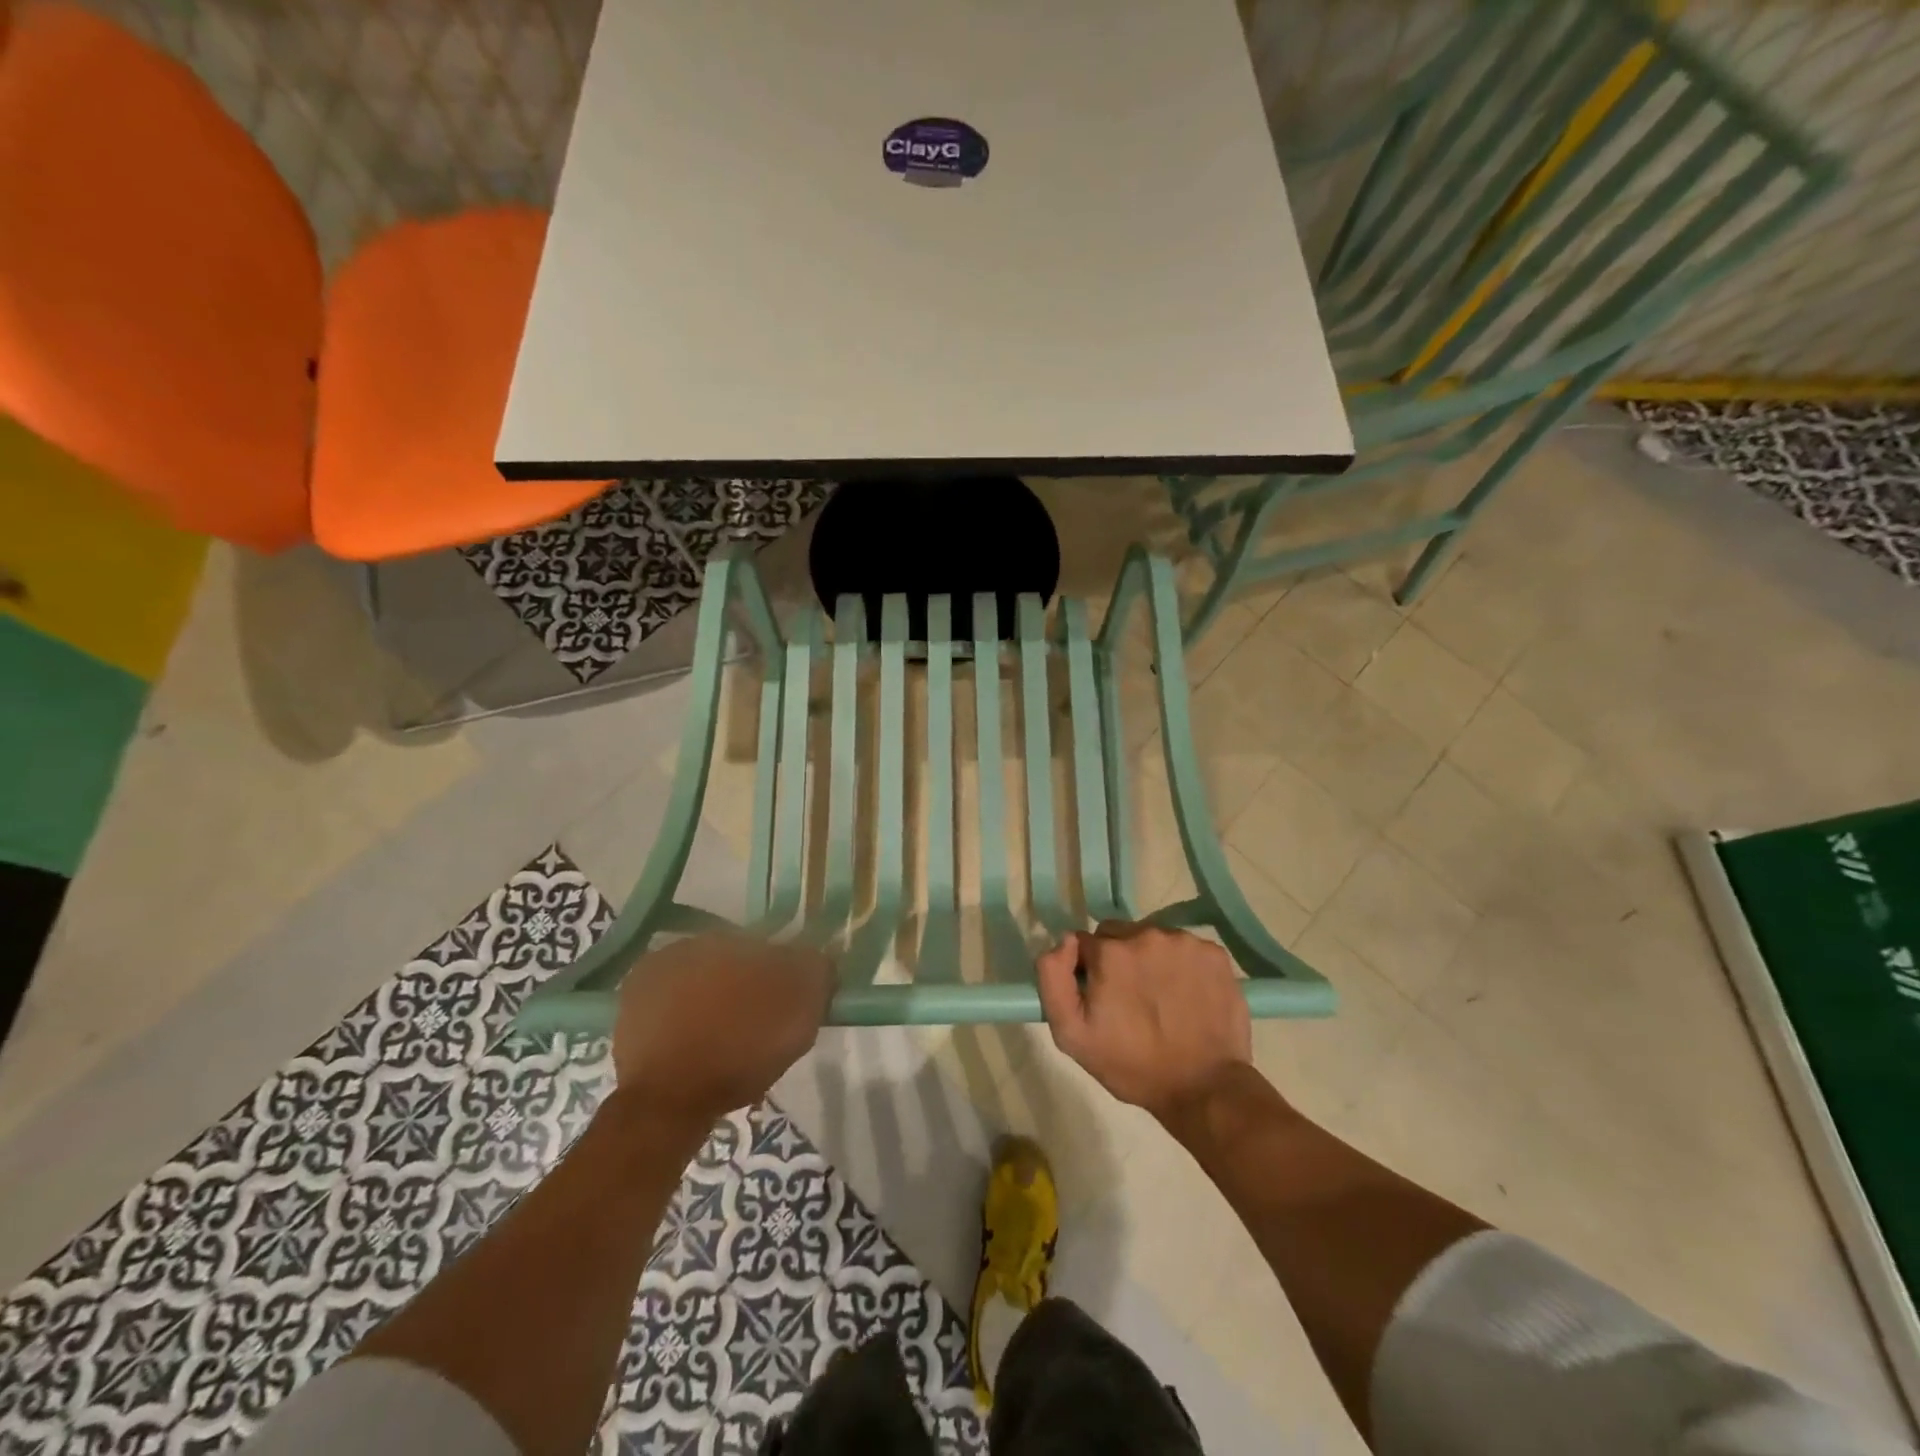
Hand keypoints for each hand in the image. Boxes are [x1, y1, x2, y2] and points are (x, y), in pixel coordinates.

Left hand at [610, 934, 833, 1135]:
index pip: (766, 947)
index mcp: (728, 938)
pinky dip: (682, 1022)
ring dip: (712, 1002)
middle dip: (743, 986)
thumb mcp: (801, 1010)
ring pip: (697, 984)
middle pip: (729, 963)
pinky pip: (668, 1008)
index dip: (781, 975)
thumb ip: (816, 971)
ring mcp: (648, 977)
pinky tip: (695, 1048)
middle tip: (758, 1025)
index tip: (788, 1005)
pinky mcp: (626, 1011)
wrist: (669, 1103)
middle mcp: (685, 945)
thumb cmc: (741, 1049)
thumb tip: (817, 957)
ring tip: (725, 1043)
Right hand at [1036, 923, 1250, 1121]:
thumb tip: (1065, 940)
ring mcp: (1185, 942)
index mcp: (1111, 951)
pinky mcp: (1215, 954)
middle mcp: (1148, 935)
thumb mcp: (1072, 1034)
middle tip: (1131, 1000)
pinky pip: (1186, 949)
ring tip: (1162, 1000)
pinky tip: (1187, 996)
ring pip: (1154, 940)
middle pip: (1120, 935)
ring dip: (1151, 960)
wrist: (1204, 1088)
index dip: (1090, 970)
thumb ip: (1053, 978)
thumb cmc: (1132, 1065)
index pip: (1086, 943)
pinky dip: (1183, 966)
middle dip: (1119, 960)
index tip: (1102, 998)